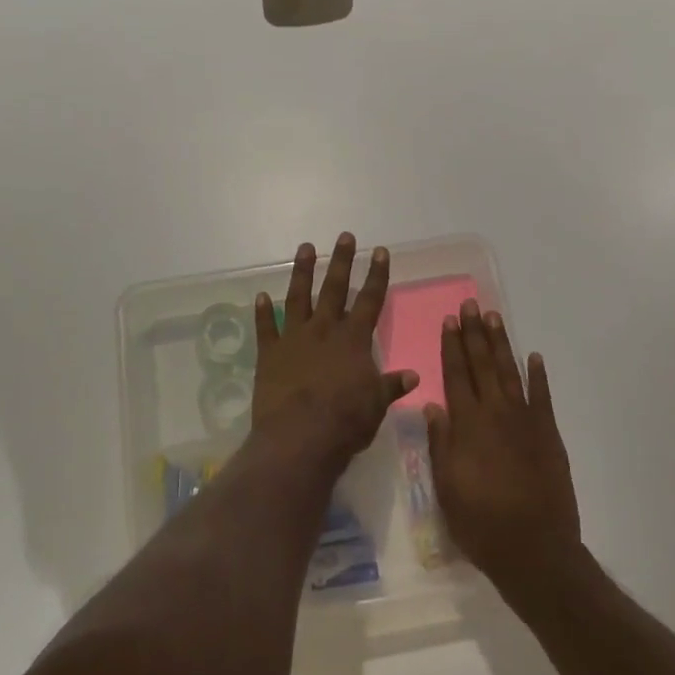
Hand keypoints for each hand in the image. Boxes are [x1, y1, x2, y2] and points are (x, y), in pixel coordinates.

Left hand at [253, 233, 417, 471]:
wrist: (299, 437)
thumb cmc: (345, 422)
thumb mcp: (376, 405)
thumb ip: (390, 386)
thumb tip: (413, 375)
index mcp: (353, 340)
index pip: (370, 300)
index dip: (376, 275)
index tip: (379, 251)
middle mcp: (324, 330)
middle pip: (334, 289)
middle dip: (341, 261)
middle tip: (344, 236)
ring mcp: (294, 339)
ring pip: (298, 297)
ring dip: (302, 272)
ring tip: (305, 248)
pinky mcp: (269, 354)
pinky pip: (265, 328)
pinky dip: (263, 312)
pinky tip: (260, 296)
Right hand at [427, 301, 581, 601]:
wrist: (534, 550)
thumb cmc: (480, 522)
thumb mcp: (446, 487)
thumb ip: (440, 443)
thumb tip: (433, 406)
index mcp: (468, 425)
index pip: (457, 375)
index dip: (452, 347)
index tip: (449, 321)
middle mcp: (496, 414)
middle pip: (482, 365)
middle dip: (475, 334)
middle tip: (471, 305)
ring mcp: (526, 422)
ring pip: (510, 373)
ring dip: (501, 344)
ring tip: (494, 318)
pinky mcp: (549, 435)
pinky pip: (542, 397)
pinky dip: (538, 376)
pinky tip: (534, 357)